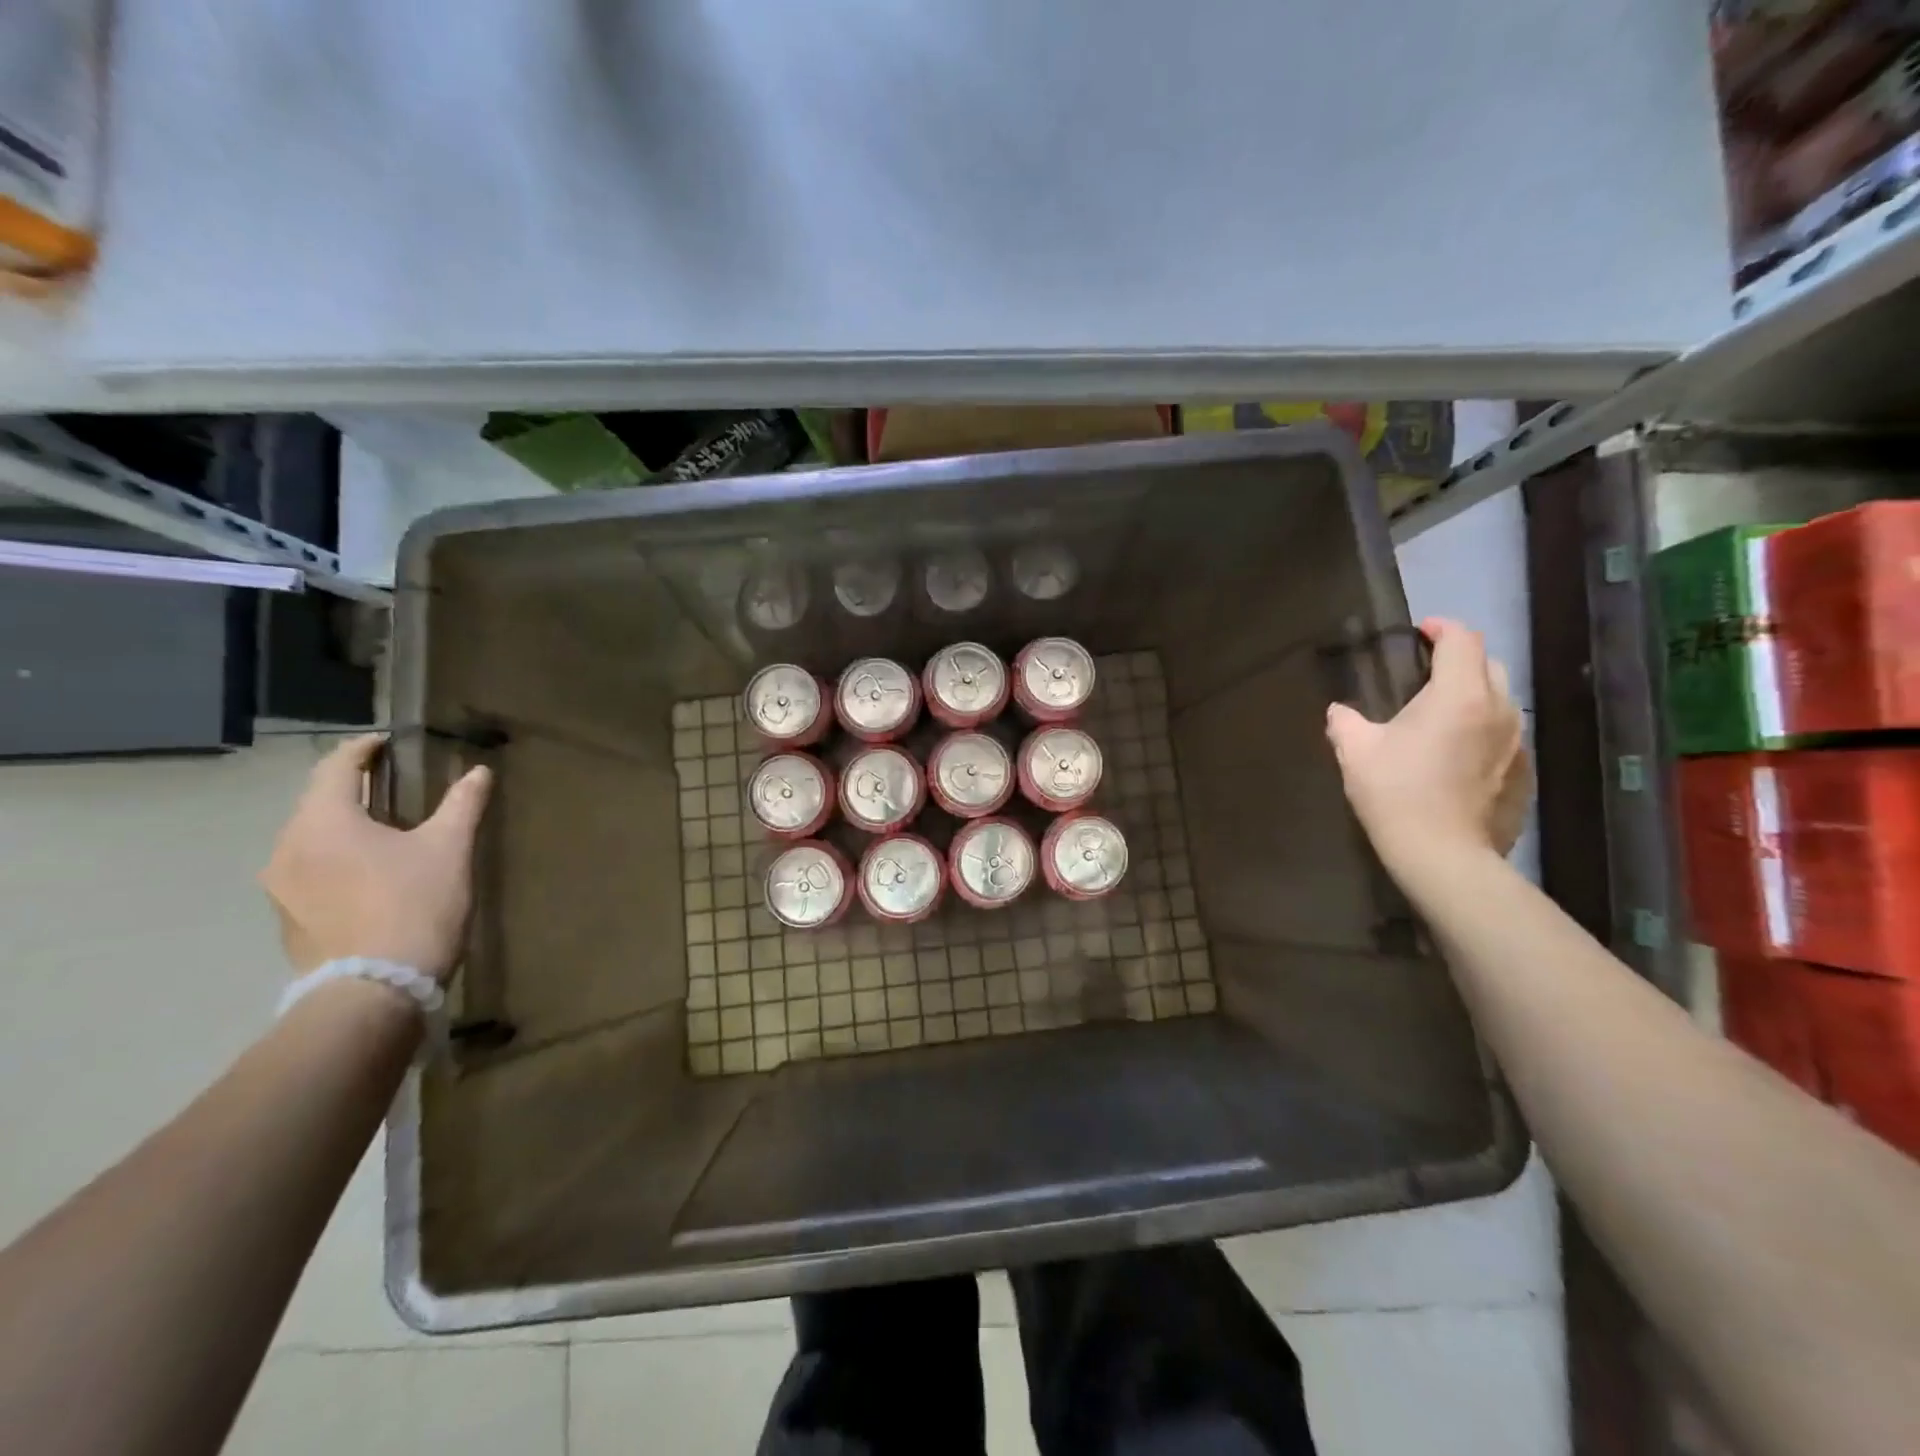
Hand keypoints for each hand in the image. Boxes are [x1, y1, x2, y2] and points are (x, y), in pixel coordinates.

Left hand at [260, 735, 492, 981]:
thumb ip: (462, 804)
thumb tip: (479, 772)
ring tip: (383, 830)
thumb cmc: (415, 906)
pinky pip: (308, 869)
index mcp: (323, 822)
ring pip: (311, 838)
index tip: (385, 743)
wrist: (373, 990)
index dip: (361, 749)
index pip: (335, 767)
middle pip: (317, 802)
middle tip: (392, 784)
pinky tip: (368, 872)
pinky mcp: (286, 917)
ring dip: (343, 825)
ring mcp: (280, 886)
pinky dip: (336, 857)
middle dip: (352, 788)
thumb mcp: (450, 849)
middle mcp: (287, 847)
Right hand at [1325, 617, 1530, 872]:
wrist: (1443, 854)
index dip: (1441, 628)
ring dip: (1473, 695)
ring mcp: (1518, 741)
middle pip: (1489, 664)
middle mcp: (1499, 708)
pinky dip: (1483, 730)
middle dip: (1460, 658)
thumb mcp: (1355, 752)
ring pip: (1501, 700)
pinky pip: (1506, 735)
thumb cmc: (1395, 793)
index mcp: (1459, 694)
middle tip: (1427, 672)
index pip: (1462, 639)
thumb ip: (1345, 722)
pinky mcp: (1525, 772)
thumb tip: (1339, 711)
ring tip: (1441, 713)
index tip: (1420, 632)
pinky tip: (1457, 754)